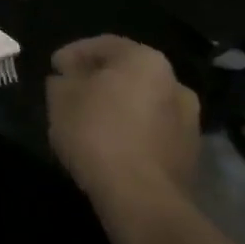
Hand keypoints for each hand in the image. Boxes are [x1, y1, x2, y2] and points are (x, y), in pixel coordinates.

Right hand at [47, 36, 199, 206]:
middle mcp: (175, 84)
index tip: (54, 68)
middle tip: (72, 91)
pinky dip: (132, 131)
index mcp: (145, 61)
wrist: (141, 199)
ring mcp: (189, 122)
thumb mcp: (60, 96)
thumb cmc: (97, 132)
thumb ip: (63, 80)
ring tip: (90, 120)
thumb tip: (69, 79)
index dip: (73, 53)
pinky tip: (109, 143)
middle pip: (128, 73)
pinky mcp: (190, 156)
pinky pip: (152, 131)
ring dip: (119, 106)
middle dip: (99, 79)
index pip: (104, 44)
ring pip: (143, 103)